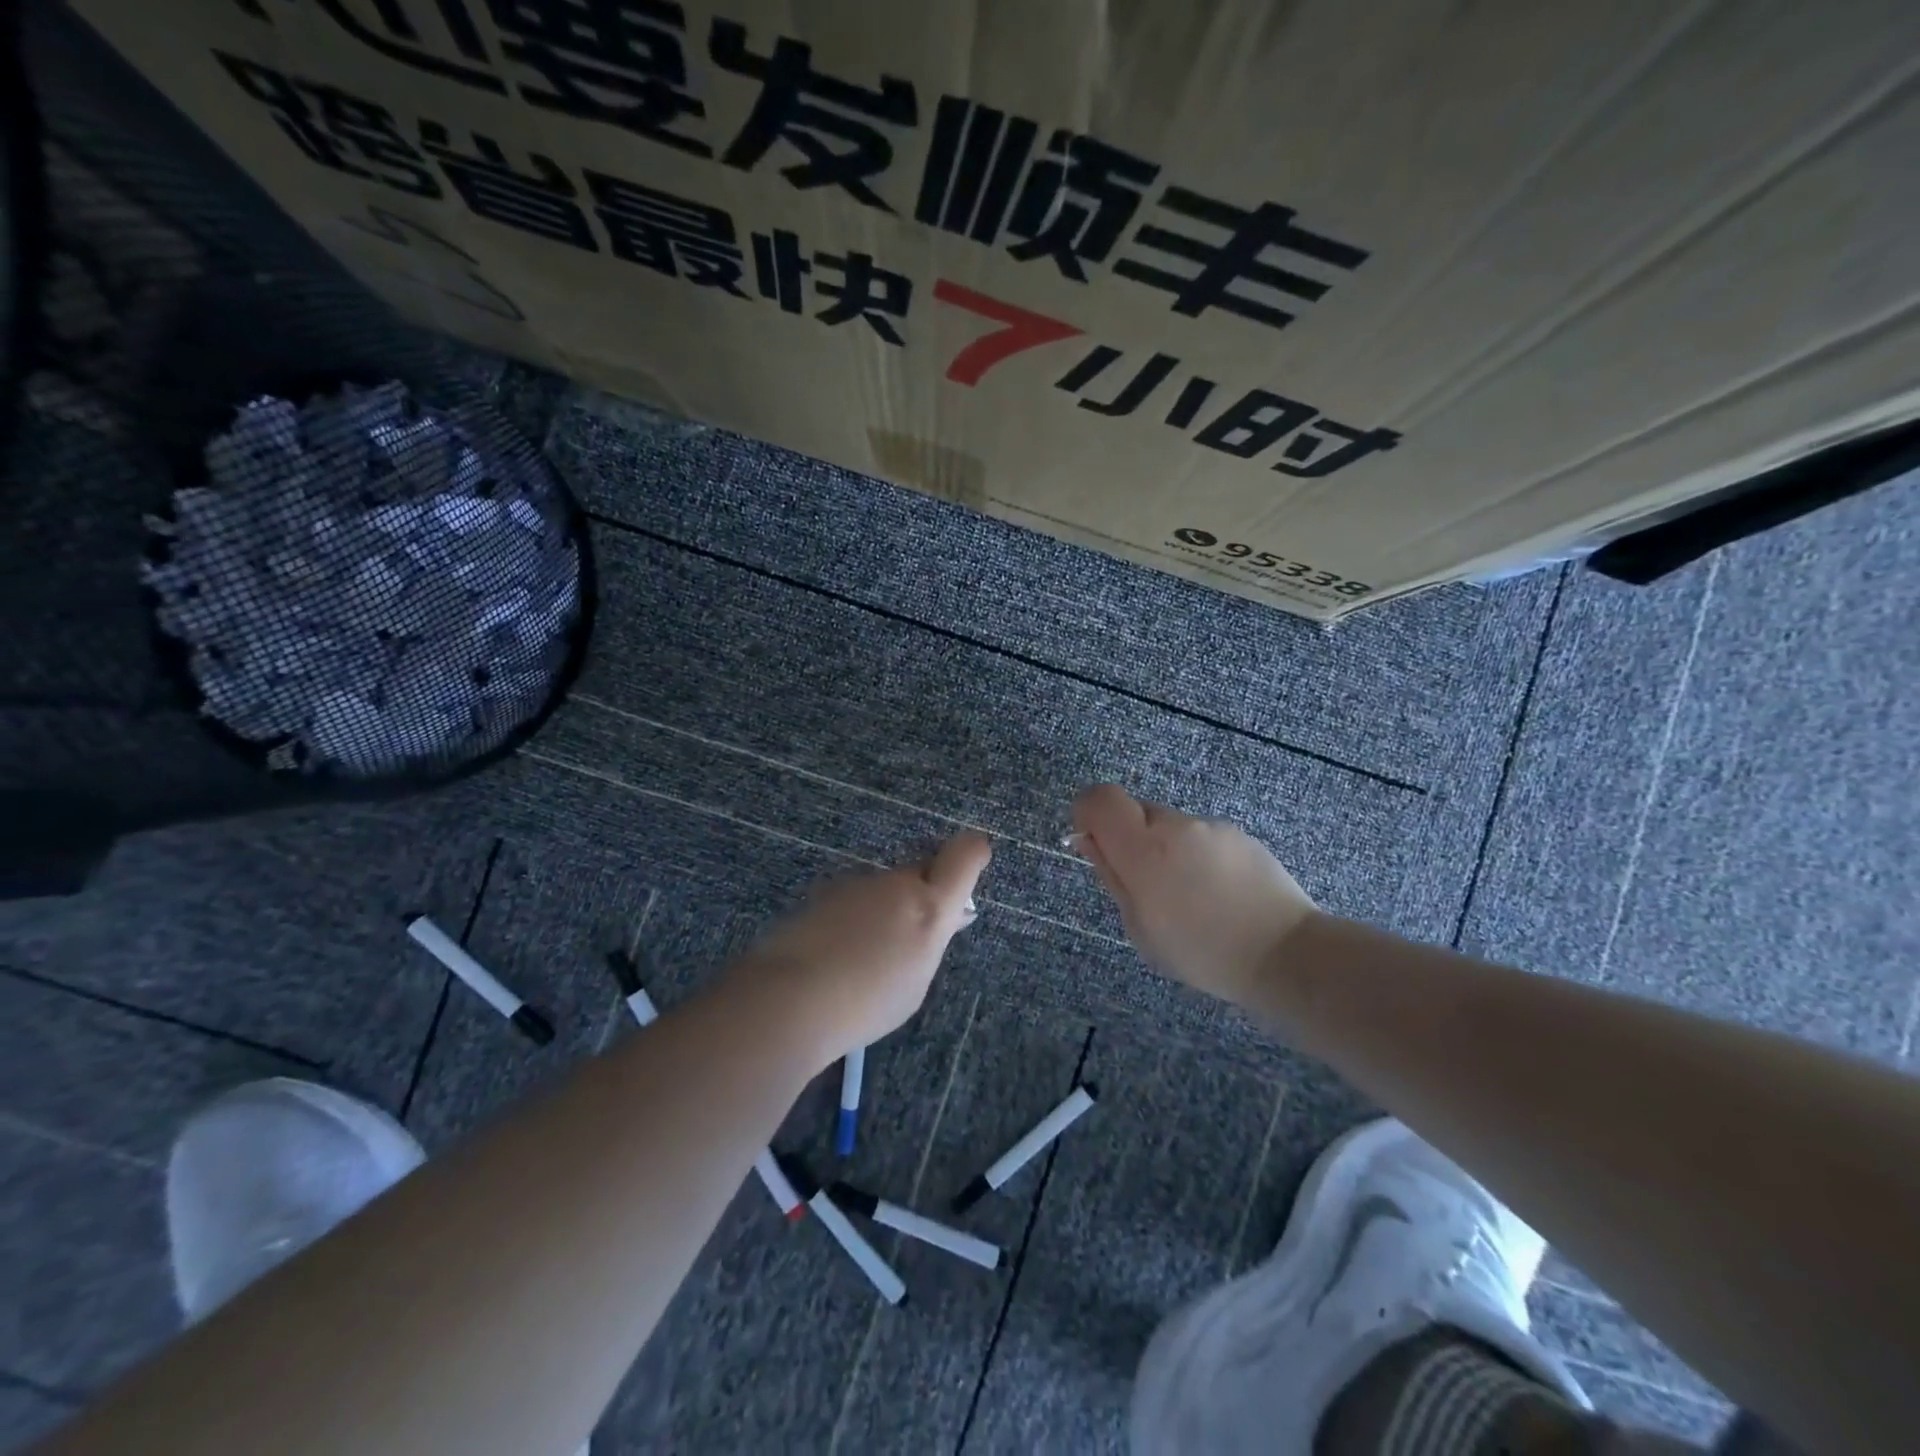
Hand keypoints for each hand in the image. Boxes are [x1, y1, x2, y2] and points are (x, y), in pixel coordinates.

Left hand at [734, 834, 990, 1066]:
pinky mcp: (823, 892)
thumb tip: (948, 918)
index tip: (974, 860)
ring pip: (883, 887)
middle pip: (920, 871)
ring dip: (883, 909)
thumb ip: (932, 941)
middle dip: (923, 892)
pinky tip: (835, 953)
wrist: (789, 996)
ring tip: (863, 956)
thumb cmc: (865, 1003)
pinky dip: (853, 918)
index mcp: (929, 907)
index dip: (973, 852)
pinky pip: (852, 899)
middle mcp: (895, 883)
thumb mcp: (915, 981)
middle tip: (911, 934)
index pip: (964, 855)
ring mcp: (856, 884)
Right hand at [1072, 784, 1317, 1006]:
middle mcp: (1177, 825)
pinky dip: (1198, 857)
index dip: (1088, 813)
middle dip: (1131, 839)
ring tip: (1191, 898)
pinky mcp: (1240, 835)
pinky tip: (1219, 895)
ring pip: (1171, 827)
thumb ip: (1111, 875)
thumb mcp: (1140, 926)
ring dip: (1167, 850)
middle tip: (1147, 886)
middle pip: (1136, 812)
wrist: (1285, 954)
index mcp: (1144, 849)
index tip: (1094, 842)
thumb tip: (1087, 838)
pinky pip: (1202, 837)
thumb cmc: (1201, 951)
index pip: (1100, 798)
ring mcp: (1212, 827)